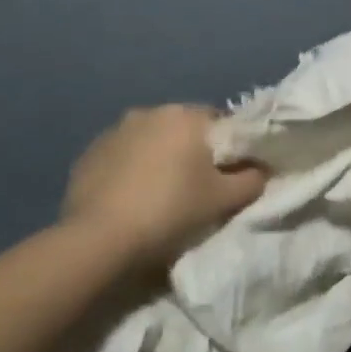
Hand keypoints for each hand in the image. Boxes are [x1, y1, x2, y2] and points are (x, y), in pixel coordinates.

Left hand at [62, 105, 265, 268]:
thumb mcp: (225, 200)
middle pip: (184, 129)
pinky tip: (132, 199)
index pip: (221, 121)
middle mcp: (149, 112)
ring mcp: (114, 131)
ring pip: (151, 141)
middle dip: (193, 151)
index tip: (230, 174)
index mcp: (186, 116)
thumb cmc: (172, 210)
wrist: (101, 239)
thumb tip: (261, 169)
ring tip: (162, 195)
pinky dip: (132, 170)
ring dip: (160, 158)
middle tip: (199, 187)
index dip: (230, 147)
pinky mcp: (88, 154)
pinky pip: (123, 156)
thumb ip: (252, 179)